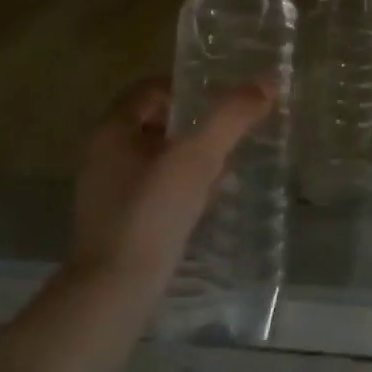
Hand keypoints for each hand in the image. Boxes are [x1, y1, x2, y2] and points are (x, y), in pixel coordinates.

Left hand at [71, 78, 272, 283]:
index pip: (150, 90)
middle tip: (231, 134)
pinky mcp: (119, 223)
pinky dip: (183, 189)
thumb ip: (232, 117)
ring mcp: (108, 193)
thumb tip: (268, 82)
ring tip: (228, 168)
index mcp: (113, 130)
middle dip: (195, 127)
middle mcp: (103, 156)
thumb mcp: (198, 157)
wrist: (116, 289)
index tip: (222, 100)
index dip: (187, 89)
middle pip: (156, 125)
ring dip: (192, 159)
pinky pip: (155, 192)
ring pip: (157, 160)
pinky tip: (209, 203)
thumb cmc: (153, 211)